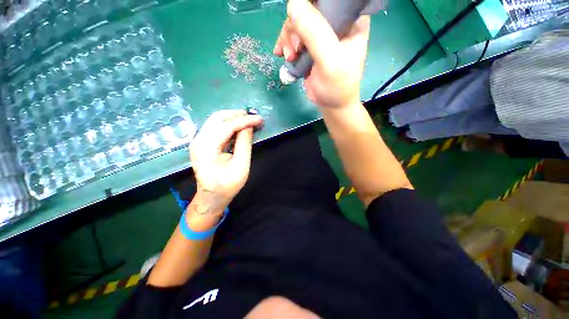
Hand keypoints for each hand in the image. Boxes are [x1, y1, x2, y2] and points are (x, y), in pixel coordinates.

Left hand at [189, 110, 262, 219]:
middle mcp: (198, 140)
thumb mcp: (241, 166)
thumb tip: (249, 126)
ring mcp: (198, 140)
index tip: (259, 118)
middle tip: (254, 117)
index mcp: (206, 148)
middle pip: (218, 118)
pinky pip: (215, 127)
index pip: (226, 126)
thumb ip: (244, 144)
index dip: (245, 121)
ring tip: (249, 121)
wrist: (211, 196)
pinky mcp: (202, 142)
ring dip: (233, 118)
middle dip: (237, 115)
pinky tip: (239, 127)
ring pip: (216, 120)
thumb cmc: (227, 185)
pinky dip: (229, 124)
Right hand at [274, 0, 369, 108]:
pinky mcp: (310, 47)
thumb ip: (314, 33)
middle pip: (308, 9)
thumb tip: (292, 3)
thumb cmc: (337, 86)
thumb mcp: (329, 60)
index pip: (328, 0)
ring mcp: (321, 35)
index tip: (299, 24)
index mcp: (350, 20)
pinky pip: (293, 37)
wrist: (332, 106)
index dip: (309, 6)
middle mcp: (336, 22)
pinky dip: (285, 45)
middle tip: (294, 50)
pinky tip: (282, 54)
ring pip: (297, 23)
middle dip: (295, 28)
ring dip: (288, 39)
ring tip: (290, 57)